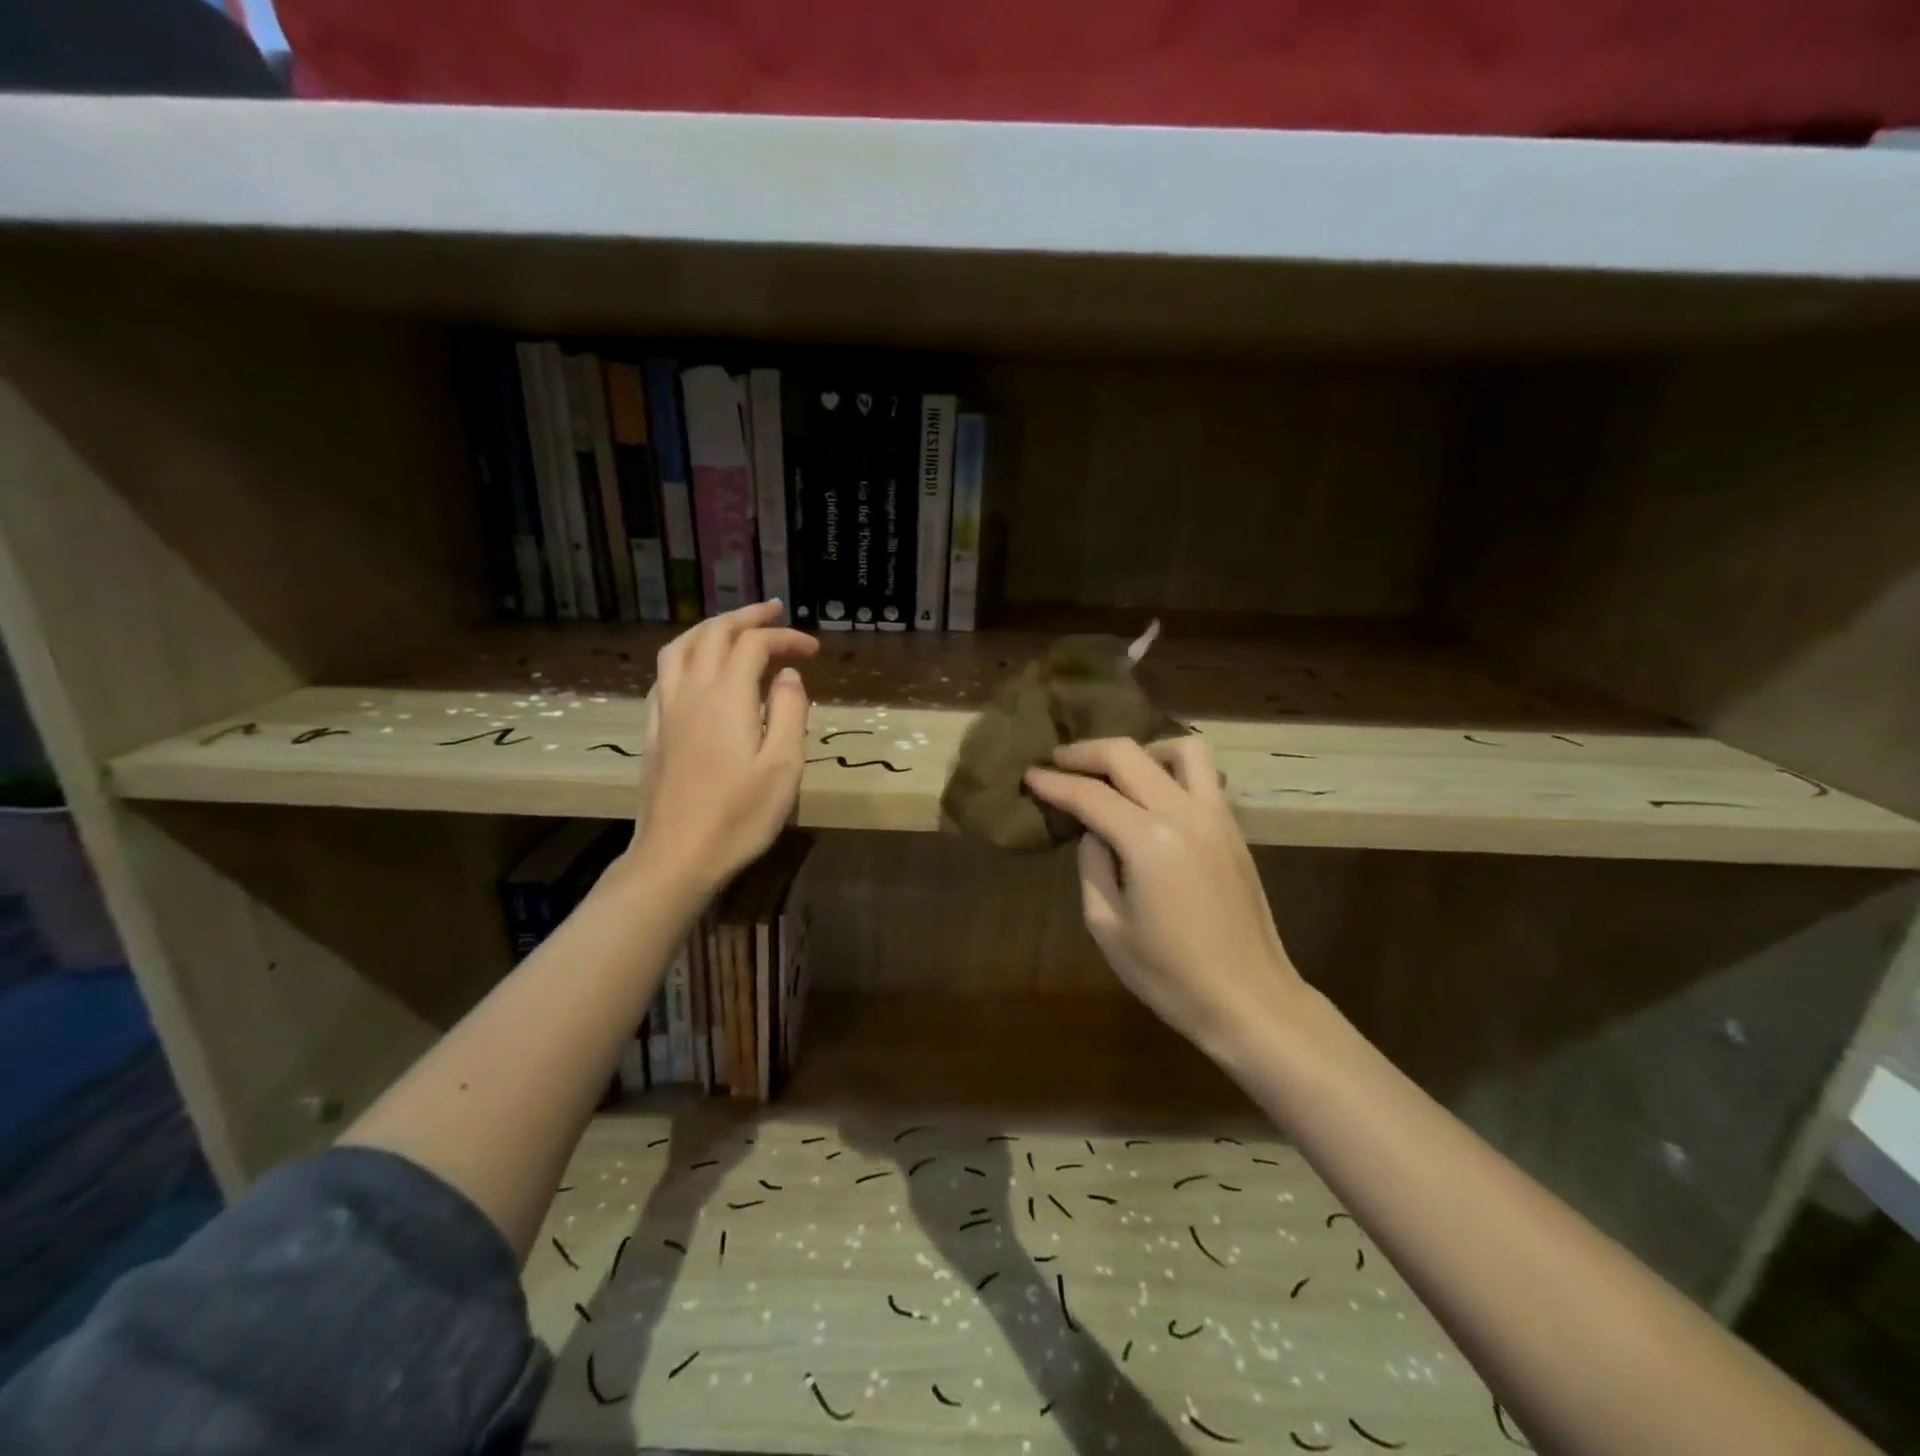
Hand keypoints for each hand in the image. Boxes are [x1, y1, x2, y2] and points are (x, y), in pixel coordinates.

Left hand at [633, 601, 818, 894]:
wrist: (677, 856)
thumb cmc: (740, 815)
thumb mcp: (783, 766)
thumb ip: (790, 712)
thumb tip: (789, 675)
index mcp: (727, 696)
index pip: (755, 645)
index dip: (785, 638)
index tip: (813, 650)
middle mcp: (692, 692)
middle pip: (713, 634)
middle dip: (746, 617)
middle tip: (773, 611)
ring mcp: (666, 711)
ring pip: (680, 647)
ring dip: (709, 629)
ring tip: (731, 628)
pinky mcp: (653, 732)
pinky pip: (663, 676)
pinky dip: (685, 657)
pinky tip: (694, 670)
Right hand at [1025, 737, 1306, 1061]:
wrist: (1250, 1000)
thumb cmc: (1170, 975)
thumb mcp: (1107, 925)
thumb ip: (1093, 865)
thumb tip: (1094, 830)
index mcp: (1148, 840)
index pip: (1090, 794)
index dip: (1054, 782)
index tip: (1029, 774)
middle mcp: (1184, 813)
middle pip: (1128, 755)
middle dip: (1086, 752)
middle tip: (1058, 761)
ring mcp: (1217, 816)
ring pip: (1180, 749)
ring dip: (1140, 751)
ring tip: (1115, 773)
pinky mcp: (1234, 829)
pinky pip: (1203, 775)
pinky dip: (1170, 769)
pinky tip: (1152, 796)